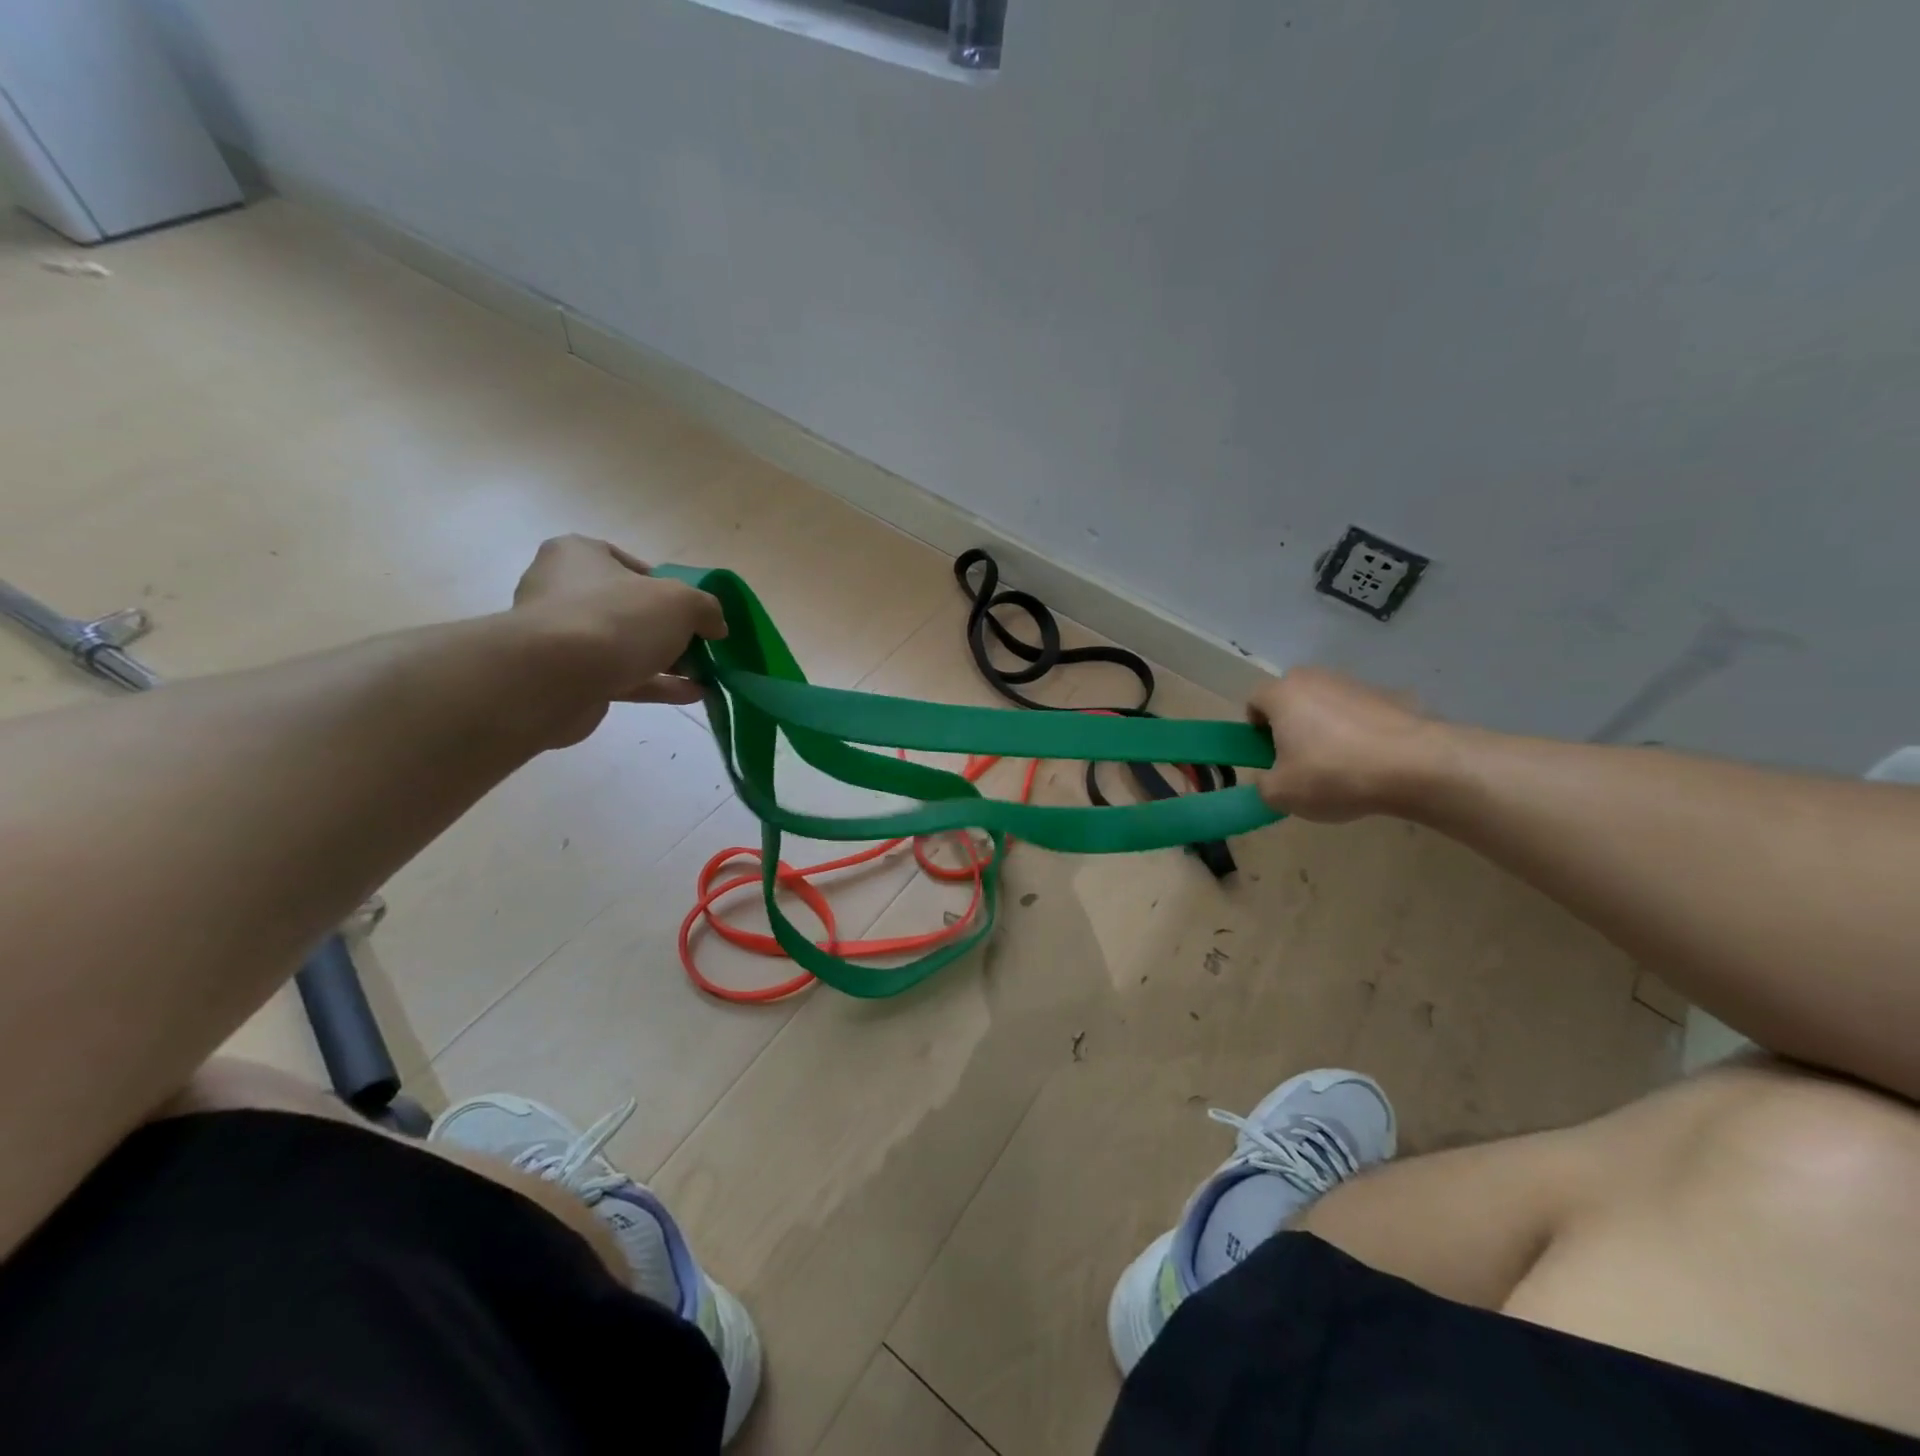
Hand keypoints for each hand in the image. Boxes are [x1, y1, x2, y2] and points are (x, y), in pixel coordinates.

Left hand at [511, 536, 726, 745]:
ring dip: (668, 662)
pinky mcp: (567, 678)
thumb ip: (706, 608)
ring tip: (705, 675)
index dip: (668, 588)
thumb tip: (715, 626)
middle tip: (702, 646)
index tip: (693, 611)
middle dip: (670, 630)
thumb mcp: (681, 602)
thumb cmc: (616, 619)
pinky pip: (621, 677)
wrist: (554, 678)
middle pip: (630, 609)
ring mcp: (562, 637)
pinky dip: (656, 684)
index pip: (630, 565)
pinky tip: (693, 694)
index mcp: (579, 555)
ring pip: (626, 646)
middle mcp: (562, 590)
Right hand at [1246, 667, 1449, 821]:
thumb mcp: (1281, 793)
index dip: (1254, 728)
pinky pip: (1361, 713)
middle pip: (1291, 697)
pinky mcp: (1390, 696)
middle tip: (1298, 757)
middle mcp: (1316, 679)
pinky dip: (1359, 732)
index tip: (1267, 754)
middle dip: (1290, 723)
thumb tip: (1269, 778)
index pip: (1254, 700)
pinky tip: (1372, 762)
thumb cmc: (1334, 774)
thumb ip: (1262, 785)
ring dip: (1325, 726)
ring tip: (1341, 764)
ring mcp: (1356, 684)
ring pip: (1327, 703)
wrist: (1417, 766)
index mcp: (1283, 694)